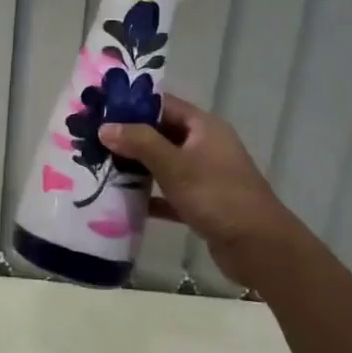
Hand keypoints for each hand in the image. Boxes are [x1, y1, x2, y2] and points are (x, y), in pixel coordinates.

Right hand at [99, 95, 306, 290]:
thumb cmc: (216, 196)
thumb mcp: (175, 165)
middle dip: (130, 138)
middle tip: (93, 141)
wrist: (258, 247)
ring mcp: (205, 175)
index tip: (101, 111)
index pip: (164, 105)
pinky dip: (150, 196)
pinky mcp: (202, 203)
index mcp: (204, 127)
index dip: (133, 106)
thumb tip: (105, 127)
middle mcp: (206, 146)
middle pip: (162, 134)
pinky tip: (122, 202)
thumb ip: (140, 143)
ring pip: (164, 164)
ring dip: (137, 167)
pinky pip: (169, 193)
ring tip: (100, 167)